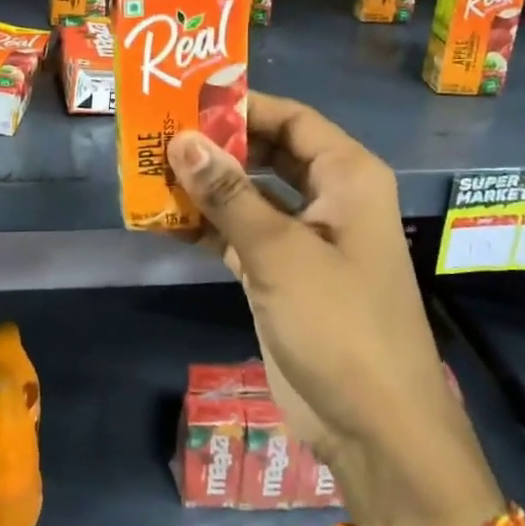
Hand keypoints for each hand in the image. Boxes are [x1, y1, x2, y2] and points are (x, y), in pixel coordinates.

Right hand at [168, 94, 504, 525]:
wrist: (373, 426)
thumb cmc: (340, 324)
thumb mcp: (281, 253)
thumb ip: (229, 194)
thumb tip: (182, 140)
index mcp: (347, 177)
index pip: (292, 119)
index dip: (243, 106)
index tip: (187, 99)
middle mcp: (329, 198)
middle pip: (269, 153)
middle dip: (219, 145)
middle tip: (160, 134)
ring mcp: (305, 239)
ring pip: (251, 195)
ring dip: (208, 187)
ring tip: (151, 171)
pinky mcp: (282, 275)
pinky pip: (241, 235)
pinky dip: (209, 227)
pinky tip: (165, 220)